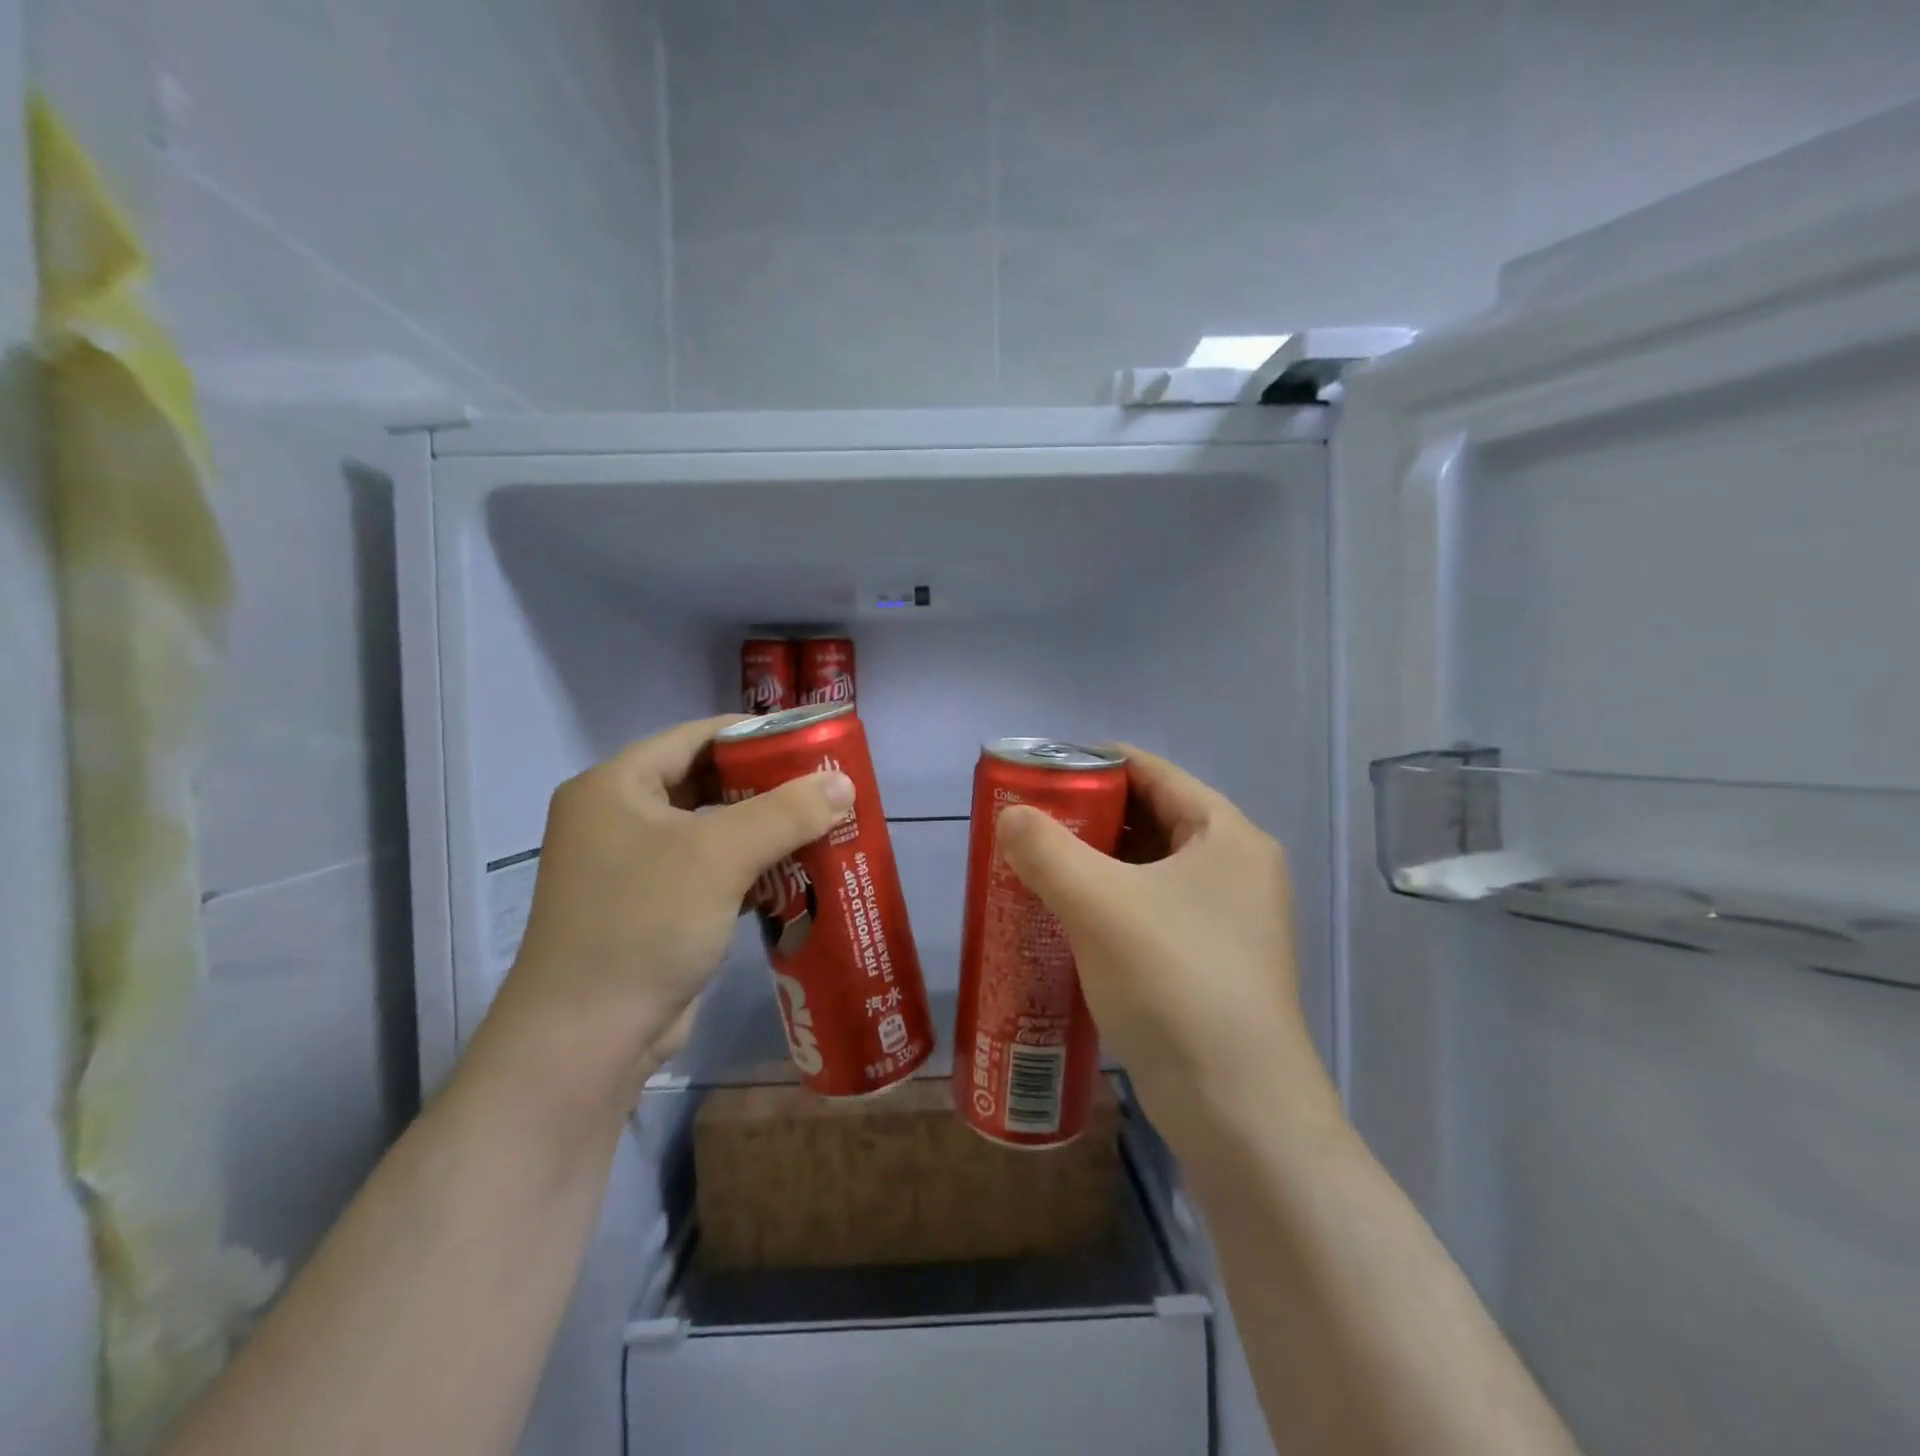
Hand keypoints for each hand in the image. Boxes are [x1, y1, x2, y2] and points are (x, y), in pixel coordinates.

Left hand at [473, 716, 854, 1125]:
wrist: (586, 1041)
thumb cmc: (644, 924)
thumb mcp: (720, 856)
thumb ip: (787, 812)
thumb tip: (845, 781)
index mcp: (616, 786)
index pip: (697, 737)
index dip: (757, 734)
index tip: (813, 741)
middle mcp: (619, 818)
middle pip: (707, 783)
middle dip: (769, 786)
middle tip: (827, 786)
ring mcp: (634, 868)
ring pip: (713, 831)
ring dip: (766, 831)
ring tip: (825, 825)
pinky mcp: (654, 910)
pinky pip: (711, 872)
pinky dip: (752, 870)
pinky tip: (799, 874)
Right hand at [994, 745, 1341, 1154]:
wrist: (1239, 1112)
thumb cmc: (1174, 982)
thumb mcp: (1098, 904)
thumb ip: (1046, 849)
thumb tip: (1009, 816)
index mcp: (1226, 835)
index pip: (1153, 771)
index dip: (1094, 763)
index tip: (1039, 772)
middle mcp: (1236, 869)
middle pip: (1150, 818)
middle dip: (1087, 817)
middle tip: (1027, 824)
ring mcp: (1228, 921)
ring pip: (1148, 870)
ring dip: (1094, 865)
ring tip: (1034, 867)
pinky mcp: (1212, 964)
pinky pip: (1151, 911)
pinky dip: (1109, 905)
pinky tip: (1064, 919)